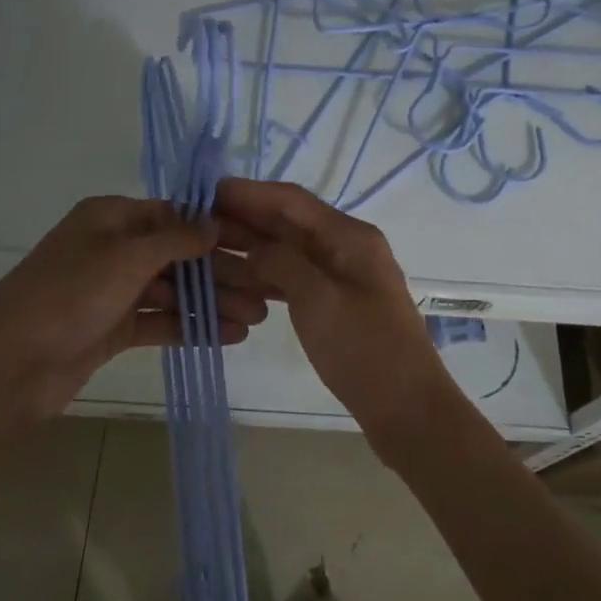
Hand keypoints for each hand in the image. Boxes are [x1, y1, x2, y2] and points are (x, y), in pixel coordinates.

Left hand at [0, 196, 269, 435]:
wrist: (9, 367)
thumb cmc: (68, 296)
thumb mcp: (125, 256)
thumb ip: (175, 238)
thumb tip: (213, 223)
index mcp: (111, 218)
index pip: (175, 215)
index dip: (216, 229)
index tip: (257, 244)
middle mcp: (114, 249)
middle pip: (179, 255)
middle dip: (221, 273)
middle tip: (265, 292)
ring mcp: (113, 290)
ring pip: (174, 291)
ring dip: (213, 303)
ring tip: (257, 319)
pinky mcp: (113, 328)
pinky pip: (161, 321)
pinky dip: (192, 327)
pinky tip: (229, 336)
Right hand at [215, 178, 460, 455]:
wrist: (406, 408)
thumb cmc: (365, 351)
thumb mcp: (318, 300)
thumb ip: (281, 262)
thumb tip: (253, 247)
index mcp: (350, 236)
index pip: (290, 200)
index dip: (247, 193)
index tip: (203, 192)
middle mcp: (346, 246)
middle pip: (288, 222)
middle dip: (244, 219)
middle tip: (194, 222)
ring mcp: (342, 274)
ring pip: (288, 250)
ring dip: (251, 247)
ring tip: (206, 250)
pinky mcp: (335, 301)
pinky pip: (295, 276)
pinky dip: (266, 275)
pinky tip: (237, 280)